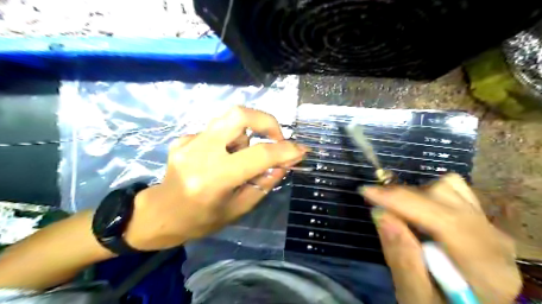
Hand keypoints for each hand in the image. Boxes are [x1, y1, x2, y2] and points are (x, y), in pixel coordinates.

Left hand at [124, 107, 305, 251]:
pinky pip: (217, 130)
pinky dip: (229, 141)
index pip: (258, 155)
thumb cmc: (201, 220)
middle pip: (239, 115)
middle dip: (266, 121)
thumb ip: (264, 183)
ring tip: (240, 158)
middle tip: (277, 137)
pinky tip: (220, 159)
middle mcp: (199, 153)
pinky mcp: (183, 138)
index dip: (285, 150)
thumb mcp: (239, 208)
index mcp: (214, 179)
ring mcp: (188, 142)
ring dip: (246, 136)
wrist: (160, 215)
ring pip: (229, 120)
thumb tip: (286, 162)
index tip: (300, 150)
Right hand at [361, 173, 521, 303]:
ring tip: (397, 211)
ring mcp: (489, 227)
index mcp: (485, 269)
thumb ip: (401, 259)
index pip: (444, 221)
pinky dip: (428, 193)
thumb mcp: (415, 298)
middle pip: (447, 198)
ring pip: (450, 188)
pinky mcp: (480, 219)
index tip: (366, 192)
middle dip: (403, 196)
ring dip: (415, 194)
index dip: (402, 201)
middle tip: (375, 202)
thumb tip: (380, 214)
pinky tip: (417, 210)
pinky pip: (454, 190)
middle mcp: (494, 241)